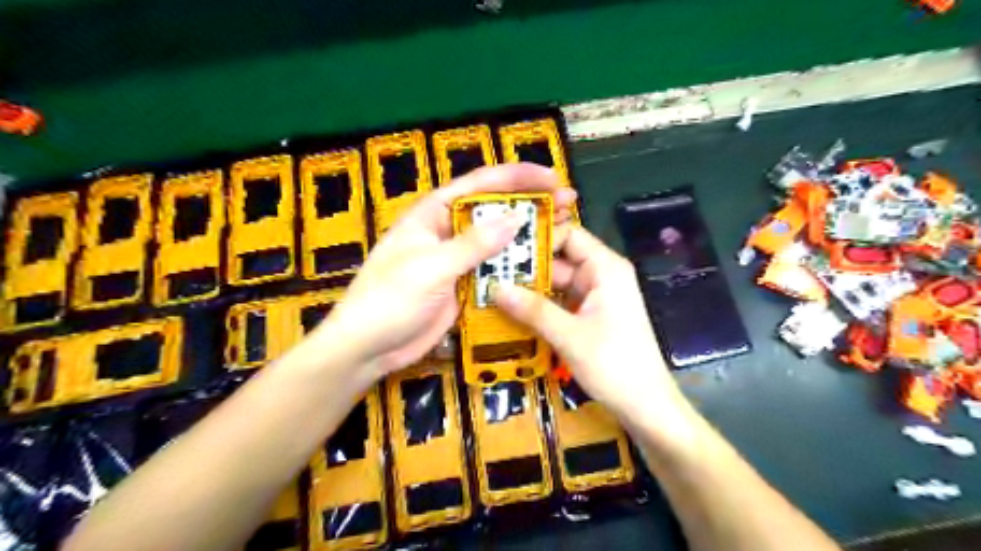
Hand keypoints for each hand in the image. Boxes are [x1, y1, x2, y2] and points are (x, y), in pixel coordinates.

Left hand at [312, 160, 575, 381]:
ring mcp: (458, 259)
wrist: (368, 347)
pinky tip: (543, 266)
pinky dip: (518, 267)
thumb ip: (472, 244)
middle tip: (568, 204)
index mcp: (433, 214)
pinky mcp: (464, 284)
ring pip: (499, 241)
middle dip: (531, 204)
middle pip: (494, 210)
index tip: (552, 179)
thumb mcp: (429, 268)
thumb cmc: (388, 300)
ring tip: (565, 232)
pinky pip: (496, 270)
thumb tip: (514, 218)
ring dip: (529, 237)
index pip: (479, 185)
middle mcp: (448, 231)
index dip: (517, 177)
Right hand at [495, 225, 693, 427]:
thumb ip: (533, 309)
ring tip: (491, 290)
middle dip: (526, 268)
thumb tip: (495, 287)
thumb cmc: (614, 364)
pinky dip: (540, 307)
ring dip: (530, 289)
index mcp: (605, 269)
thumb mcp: (569, 335)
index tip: (503, 247)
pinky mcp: (591, 317)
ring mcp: (596, 297)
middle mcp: (601, 276)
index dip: (538, 239)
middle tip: (488, 272)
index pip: (568, 235)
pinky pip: (561, 303)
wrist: (646, 407)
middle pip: (559, 260)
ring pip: (557, 283)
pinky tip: (512, 312)